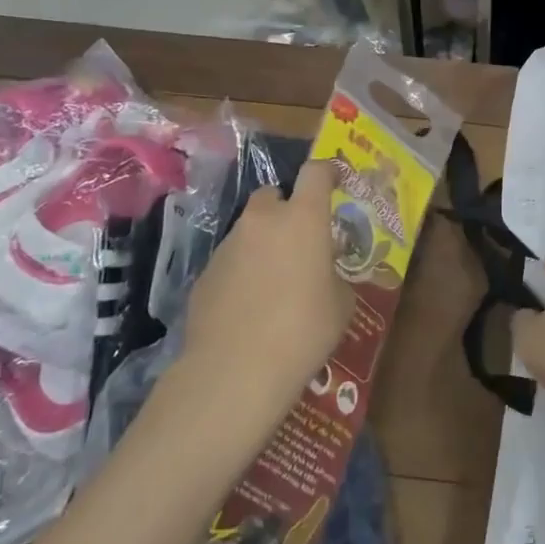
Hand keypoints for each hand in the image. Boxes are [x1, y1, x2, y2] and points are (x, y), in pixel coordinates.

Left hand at [178, 157, 353, 411]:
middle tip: (299, 240)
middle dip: (286, 210)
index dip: (327, 172)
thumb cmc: (303, 330)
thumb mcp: (341, 305)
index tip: (335, 182)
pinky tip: (248, 307)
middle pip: (273, 195)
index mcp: (303, 218)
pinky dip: (241, 272)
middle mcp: (262, 221)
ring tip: (274, 282)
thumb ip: (335, 276)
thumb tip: (326, 276)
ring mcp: (228, 246)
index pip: (316, 172)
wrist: (234, 371)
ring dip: (262, 243)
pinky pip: (230, 261)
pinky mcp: (204, 275)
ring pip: (249, 230)